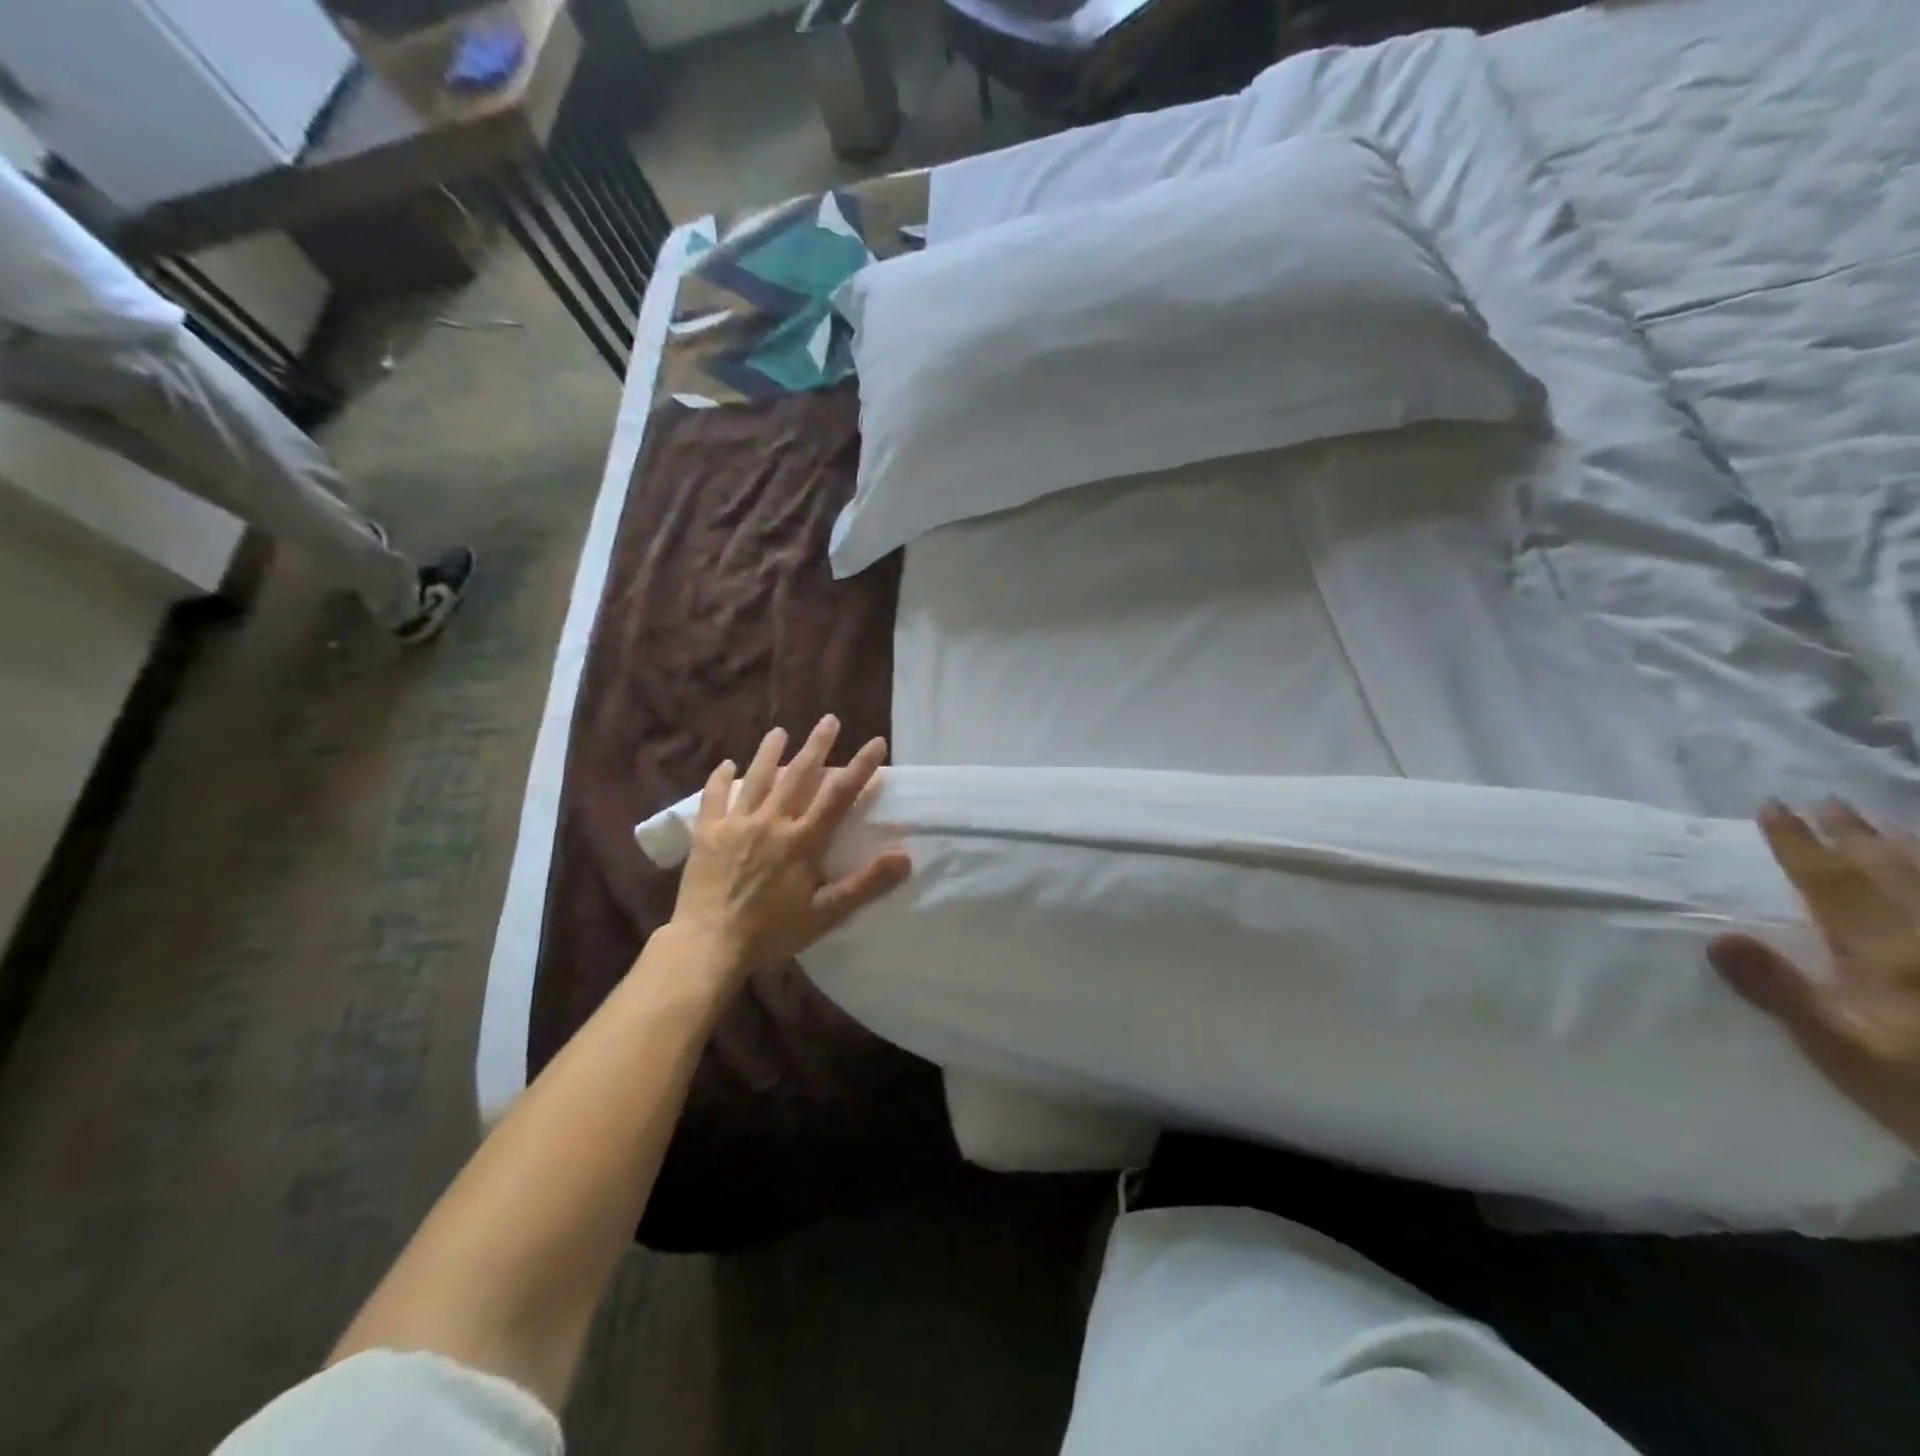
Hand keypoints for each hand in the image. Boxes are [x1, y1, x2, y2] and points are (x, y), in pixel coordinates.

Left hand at [669, 716, 910, 989]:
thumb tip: (904, 856)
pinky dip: (720, 779)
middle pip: (798, 775)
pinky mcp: (707, 834)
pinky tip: (726, 764)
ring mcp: (736, 825)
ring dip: (769, 752)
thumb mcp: (826, 913)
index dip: (860, 767)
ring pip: (756, 779)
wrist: (709, 945)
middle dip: (817, 746)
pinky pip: (714, 798)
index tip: (876, 743)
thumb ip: (865, 883)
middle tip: (829, 720)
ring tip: (779, 731)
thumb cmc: (771, 932)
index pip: (838, 795)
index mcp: (802, 841)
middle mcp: (771, 823)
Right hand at [1708, 802, 1919, 1152]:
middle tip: (1822, 800)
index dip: (1798, 844)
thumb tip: (1719, 936)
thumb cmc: (1919, 1090)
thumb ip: (1781, 992)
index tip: (1771, 808)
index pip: (1830, 883)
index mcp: (1883, 952)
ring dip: (1902, 848)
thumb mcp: (1839, 1050)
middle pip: (1887, 873)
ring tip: (1880, 821)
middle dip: (1850, 835)